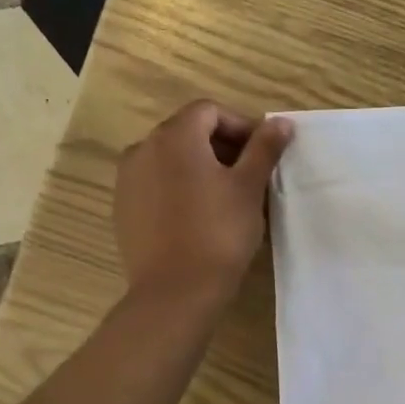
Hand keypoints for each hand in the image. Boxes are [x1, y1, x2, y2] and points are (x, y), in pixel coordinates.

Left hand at [113, 101, 293, 303]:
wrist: (175, 292)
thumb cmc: (219, 232)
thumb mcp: (249, 187)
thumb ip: (264, 148)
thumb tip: (281, 122)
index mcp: (174, 136)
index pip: (210, 111)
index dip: (241, 126)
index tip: (262, 154)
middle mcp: (143, 149)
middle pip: (188, 132)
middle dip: (222, 147)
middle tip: (250, 176)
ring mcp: (127, 180)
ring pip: (171, 159)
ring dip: (200, 167)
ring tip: (226, 198)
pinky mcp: (123, 208)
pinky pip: (156, 184)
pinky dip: (179, 188)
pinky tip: (199, 217)